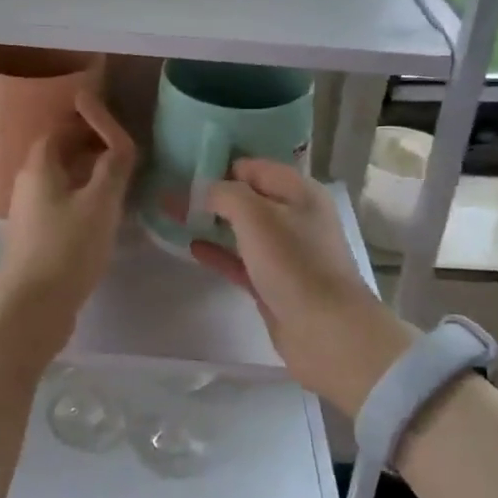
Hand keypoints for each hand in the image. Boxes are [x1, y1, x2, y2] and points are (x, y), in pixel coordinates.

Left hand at [0, 93, 137, 329]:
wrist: (32, 308)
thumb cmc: (67, 248)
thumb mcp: (100, 202)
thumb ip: (114, 166)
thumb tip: (121, 142)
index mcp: (39, 167)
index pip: (60, 128)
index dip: (86, 120)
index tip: (113, 122)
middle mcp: (28, 184)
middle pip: (57, 152)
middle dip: (88, 144)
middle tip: (121, 148)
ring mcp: (30, 214)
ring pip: (60, 180)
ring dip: (87, 172)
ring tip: (119, 179)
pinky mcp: (36, 239)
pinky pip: (61, 204)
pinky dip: (83, 197)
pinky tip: (103, 215)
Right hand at [190, 159, 414, 415]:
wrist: (327, 332)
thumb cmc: (293, 264)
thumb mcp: (256, 216)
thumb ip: (225, 194)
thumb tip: (203, 190)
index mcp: (299, 192)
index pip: (253, 167)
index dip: (219, 165)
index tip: (183, 171)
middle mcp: (295, 217)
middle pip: (247, 197)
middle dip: (210, 194)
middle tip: (171, 193)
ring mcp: (285, 252)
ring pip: (241, 229)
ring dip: (211, 222)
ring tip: (173, 216)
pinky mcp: (274, 282)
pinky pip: (240, 259)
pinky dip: (218, 251)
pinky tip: (191, 247)